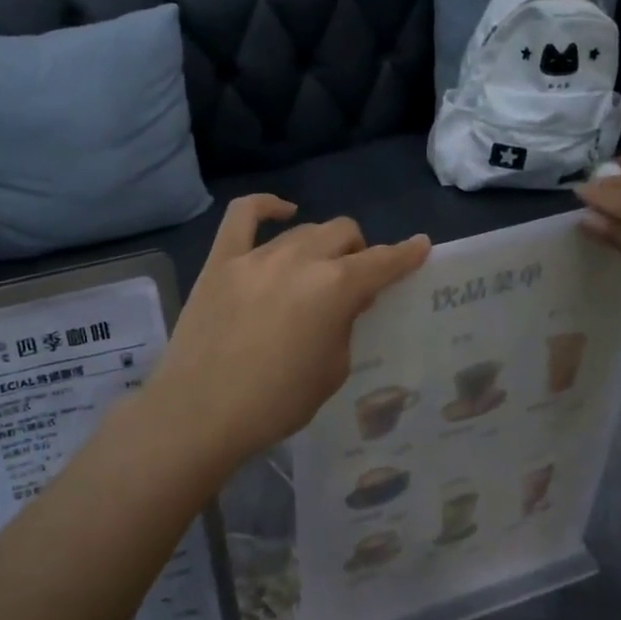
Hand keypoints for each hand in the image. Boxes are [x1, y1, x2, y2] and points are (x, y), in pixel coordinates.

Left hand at [143, 196, 429, 473]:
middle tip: (354, 282)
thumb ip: (344, 326)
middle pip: (343, 234)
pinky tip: (282, 212)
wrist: (200, 413)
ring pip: (303, 231)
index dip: (406, 254)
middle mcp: (300, 260)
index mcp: (335, 288)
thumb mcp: (331, 371)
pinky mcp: (221, 260)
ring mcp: (256, 256)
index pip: (382, 262)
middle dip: (358, 252)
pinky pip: (243, 215)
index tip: (420, 246)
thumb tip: (341, 303)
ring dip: (321, 246)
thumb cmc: (275, 403)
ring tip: (318, 269)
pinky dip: (266, 206)